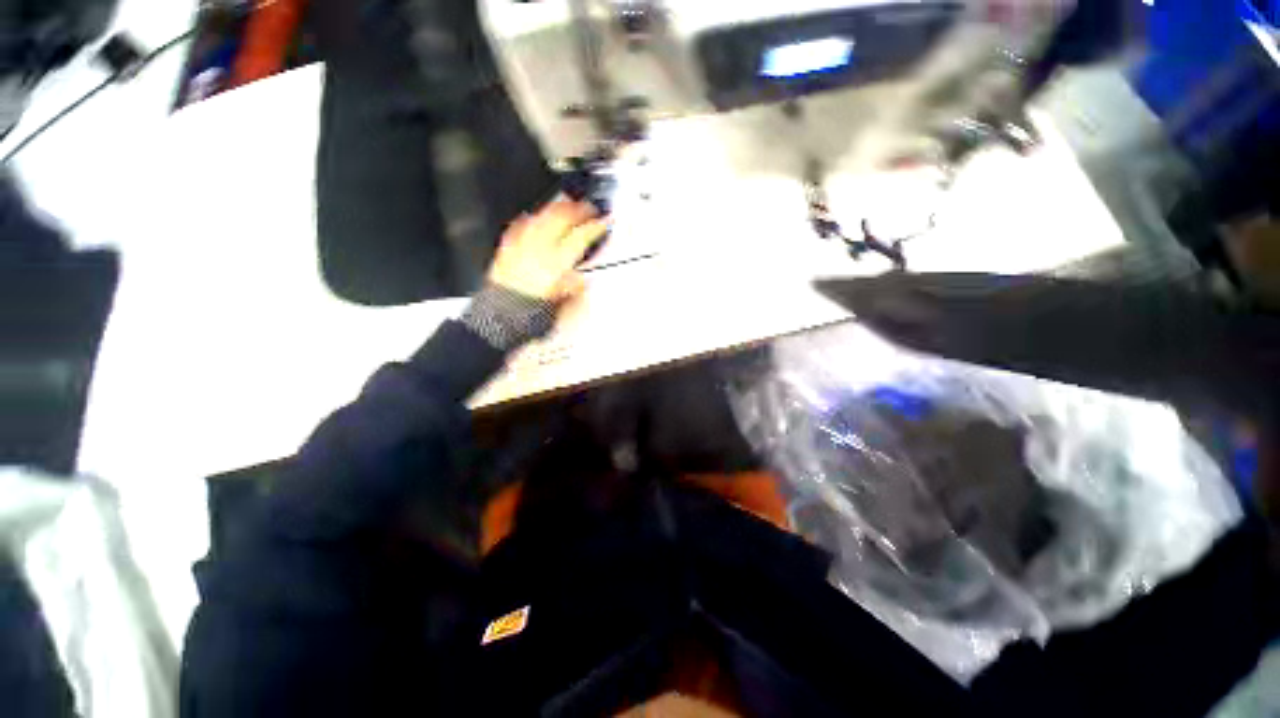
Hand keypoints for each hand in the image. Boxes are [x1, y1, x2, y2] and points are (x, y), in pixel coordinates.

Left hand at [488, 199, 606, 302]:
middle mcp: (538, 247)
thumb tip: (583, 278)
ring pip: (541, 215)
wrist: (502, 316)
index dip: (596, 226)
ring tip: (567, 207)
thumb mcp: (563, 304)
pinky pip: (521, 224)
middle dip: (578, 209)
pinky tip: (536, 218)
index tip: (605, 222)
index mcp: (556, 262)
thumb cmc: (531, 312)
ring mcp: (521, 244)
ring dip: (557, 208)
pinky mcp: (507, 247)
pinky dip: (533, 218)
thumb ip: (576, 286)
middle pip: (561, 217)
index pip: (581, 236)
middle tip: (589, 210)